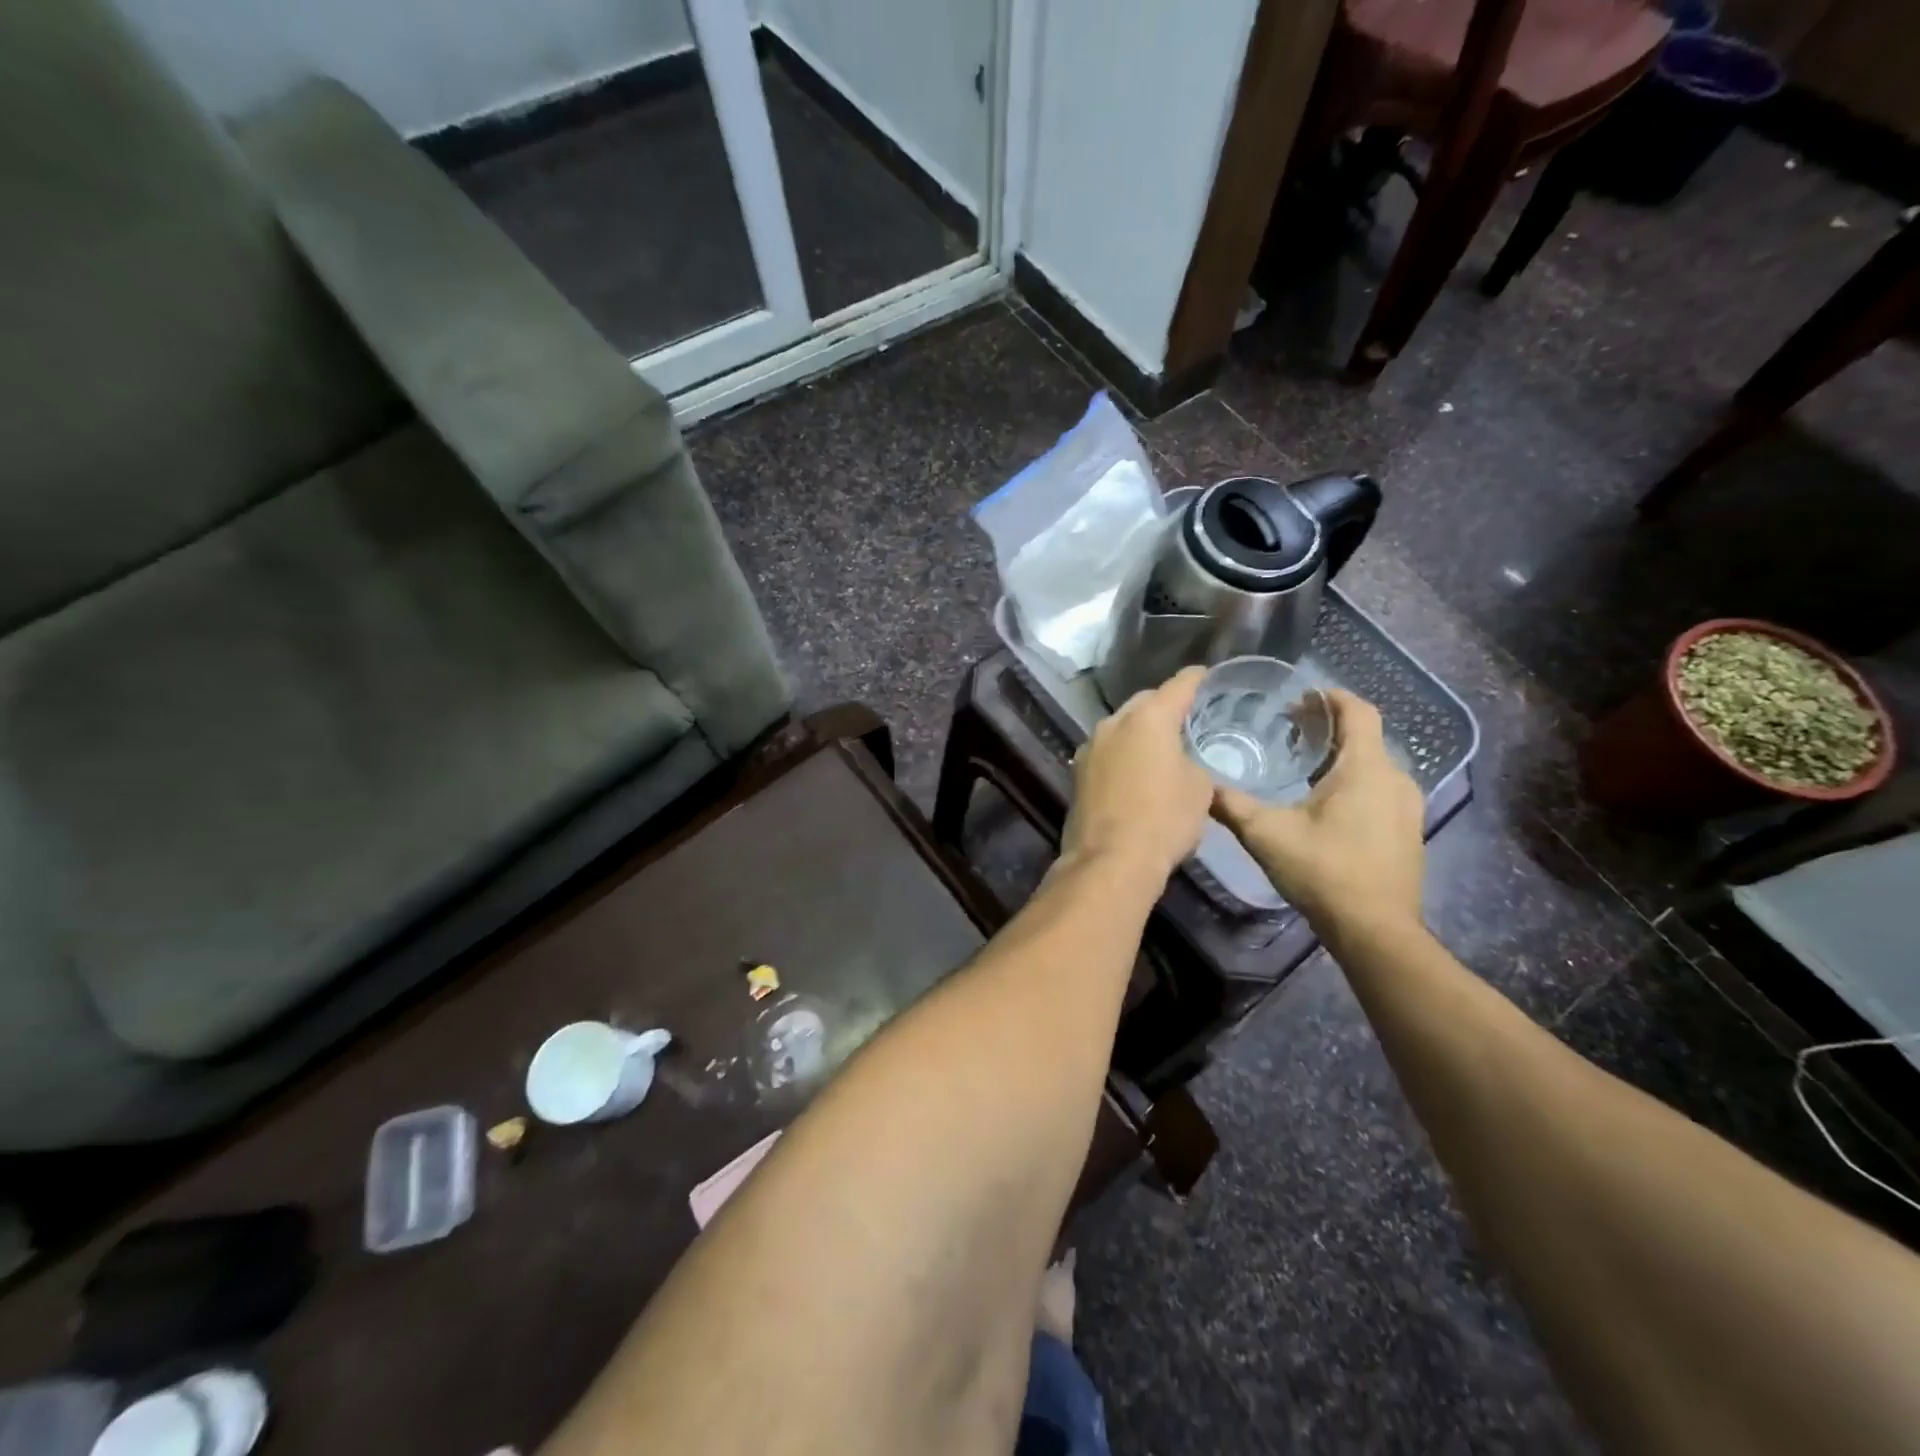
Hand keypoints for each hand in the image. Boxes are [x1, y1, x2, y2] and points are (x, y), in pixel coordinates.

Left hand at [1061, 665, 1213, 880]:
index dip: (1195, 679)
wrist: (1111, 859)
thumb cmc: (1165, 818)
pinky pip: (1108, 752)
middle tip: (1185, 716)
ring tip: (1160, 745)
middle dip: (1163, 705)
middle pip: (1144, 703)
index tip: (1206, 675)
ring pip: (1121, 727)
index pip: (1178, 686)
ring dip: (1139, 732)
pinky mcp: (1077, 773)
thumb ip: (1192, 760)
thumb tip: (1179, 760)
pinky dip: (1123, 754)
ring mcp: (1090, 747)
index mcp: (1148, 718)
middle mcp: (1114, 723)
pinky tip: (1135, 770)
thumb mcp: (1200, 788)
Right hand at [1213, 690, 1423, 936]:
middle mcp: (1395, 778)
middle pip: (1365, 736)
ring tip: (1303, 763)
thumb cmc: (1323, 871)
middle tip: (1290, 728)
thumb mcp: (1266, 834)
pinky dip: (1354, 780)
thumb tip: (1199, 785)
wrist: (1375, 930)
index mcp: (1365, 768)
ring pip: (1373, 763)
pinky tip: (1325, 801)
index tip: (1301, 694)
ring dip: (1341, 755)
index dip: (1331, 697)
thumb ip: (1231, 804)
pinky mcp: (1408, 830)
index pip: (1358, 711)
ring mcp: (1407, 806)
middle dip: (1329, 727)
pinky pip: (1380, 787)